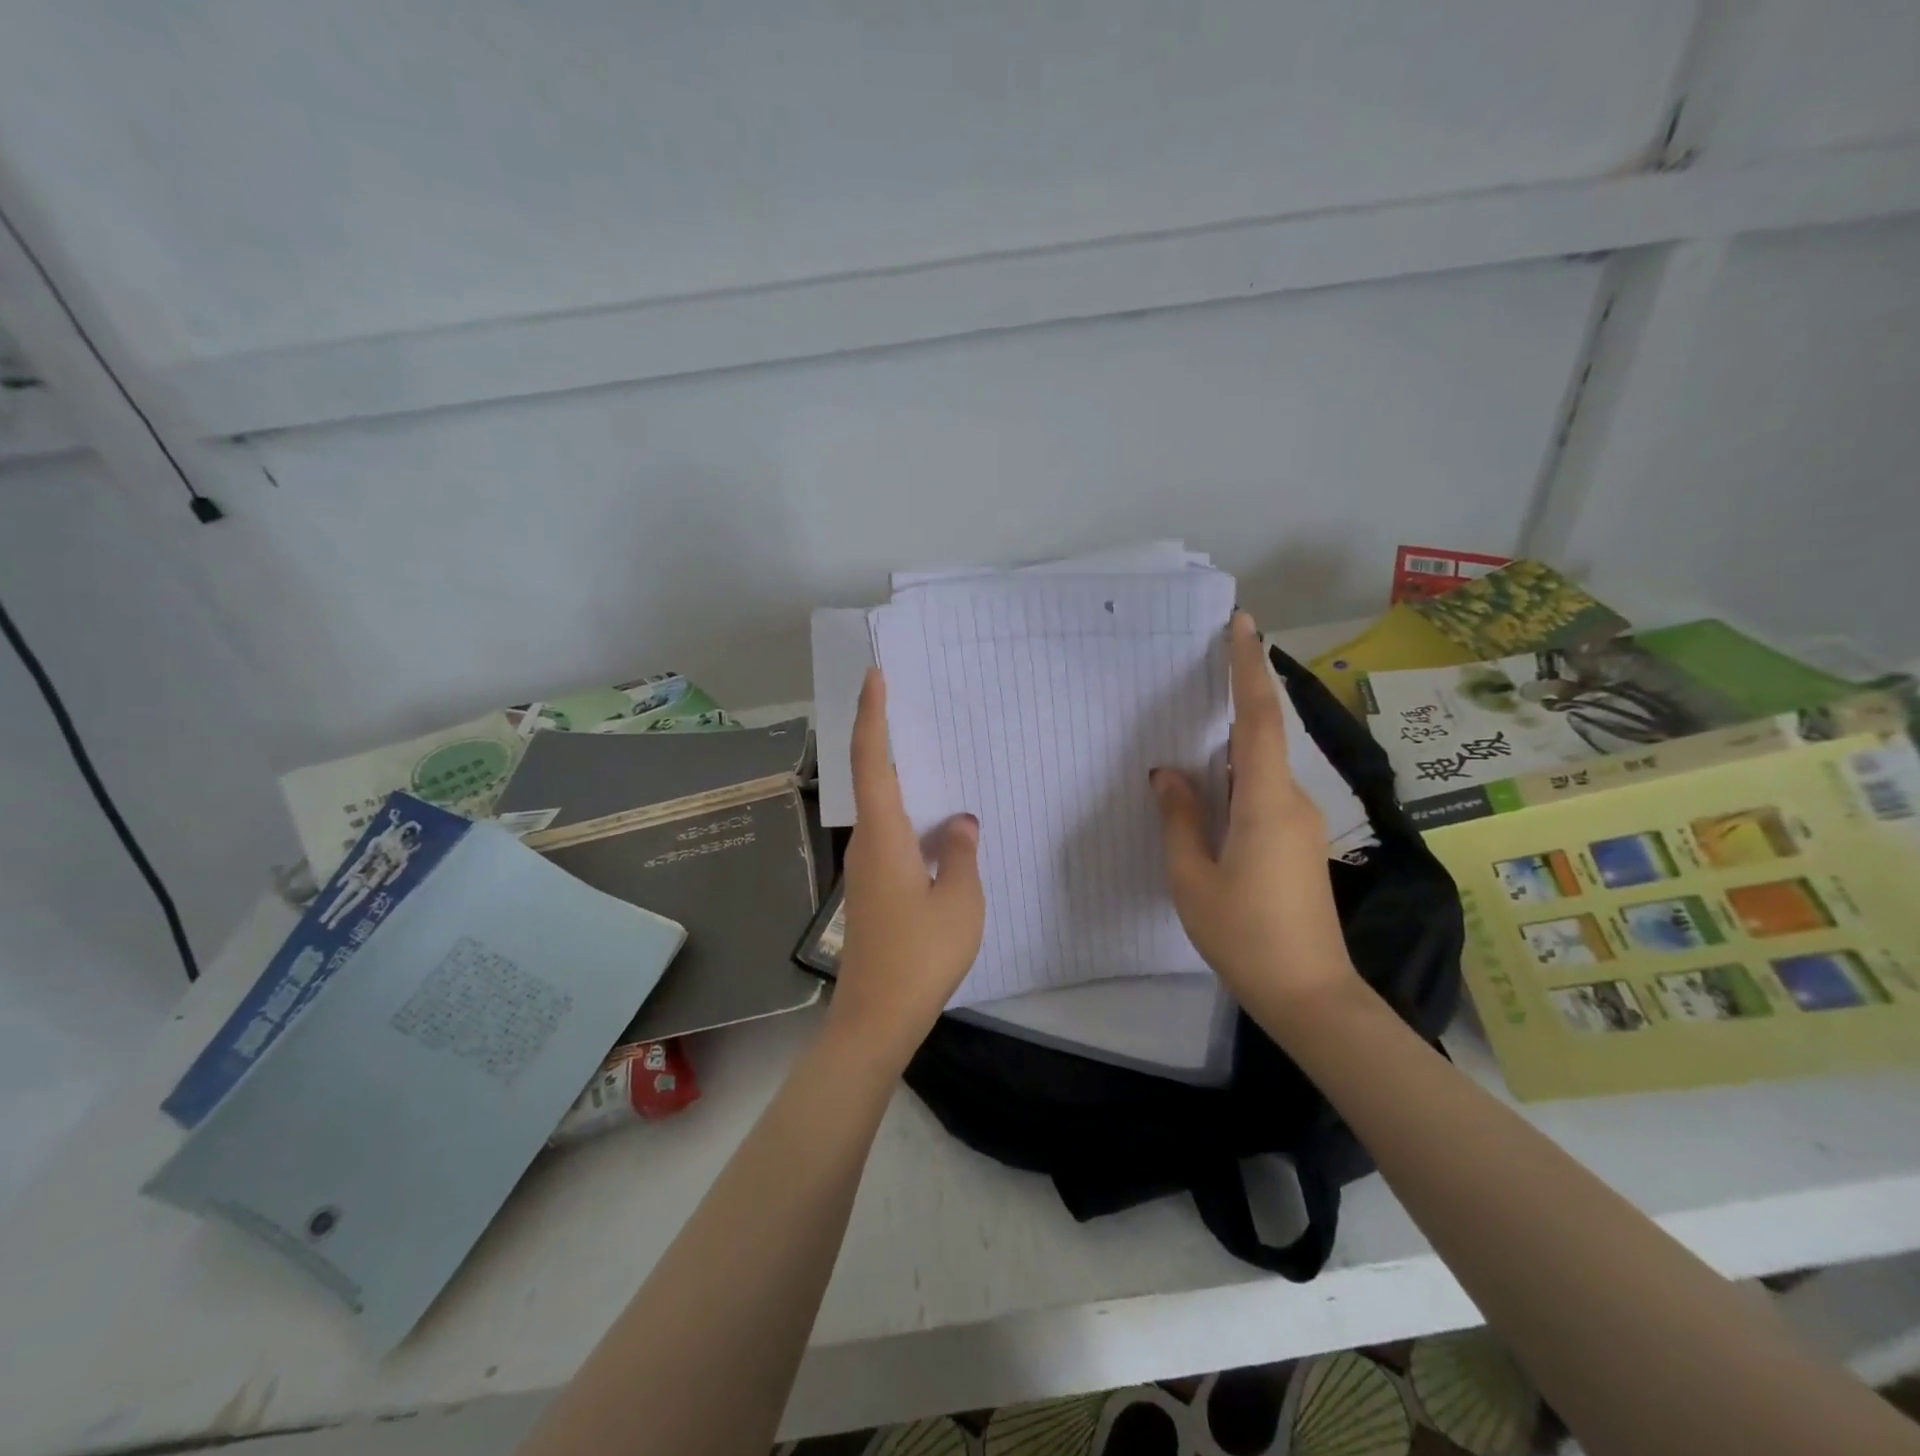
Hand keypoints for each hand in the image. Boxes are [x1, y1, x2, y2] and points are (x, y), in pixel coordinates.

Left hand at [827, 667, 985, 1070]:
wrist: (878, 1015)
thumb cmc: (921, 955)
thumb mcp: (961, 901)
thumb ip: (960, 853)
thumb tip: (959, 822)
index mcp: (885, 836)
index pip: (872, 761)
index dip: (872, 715)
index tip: (875, 676)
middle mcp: (867, 844)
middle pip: (872, 778)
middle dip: (886, 737)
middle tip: (914, 705)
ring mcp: (866, 868)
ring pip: (883, 809)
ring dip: (902, 779)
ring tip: (936, 757)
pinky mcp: (873, 890)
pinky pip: (892, 835)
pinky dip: (910, 815)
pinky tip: (938, 824)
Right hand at [1152, 612, 1361, 1021]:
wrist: (1310, 995)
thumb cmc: (1244, 936)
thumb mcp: (1192, 879)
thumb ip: (1179, 819)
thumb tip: (1167, 774)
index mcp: (1265, 802)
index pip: (1257, 719)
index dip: (1249, 668)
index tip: (1244, 624)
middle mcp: (1291, 801)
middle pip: (1261, 736)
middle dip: (1237, 696)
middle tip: (1201, 668)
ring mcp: (1300, 822)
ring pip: (1260, 767)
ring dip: (1231, 742)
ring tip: (1192, 731)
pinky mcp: (1299, 842)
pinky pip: (1263, 791)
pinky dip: (1235, 775)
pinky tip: (1208, 788)